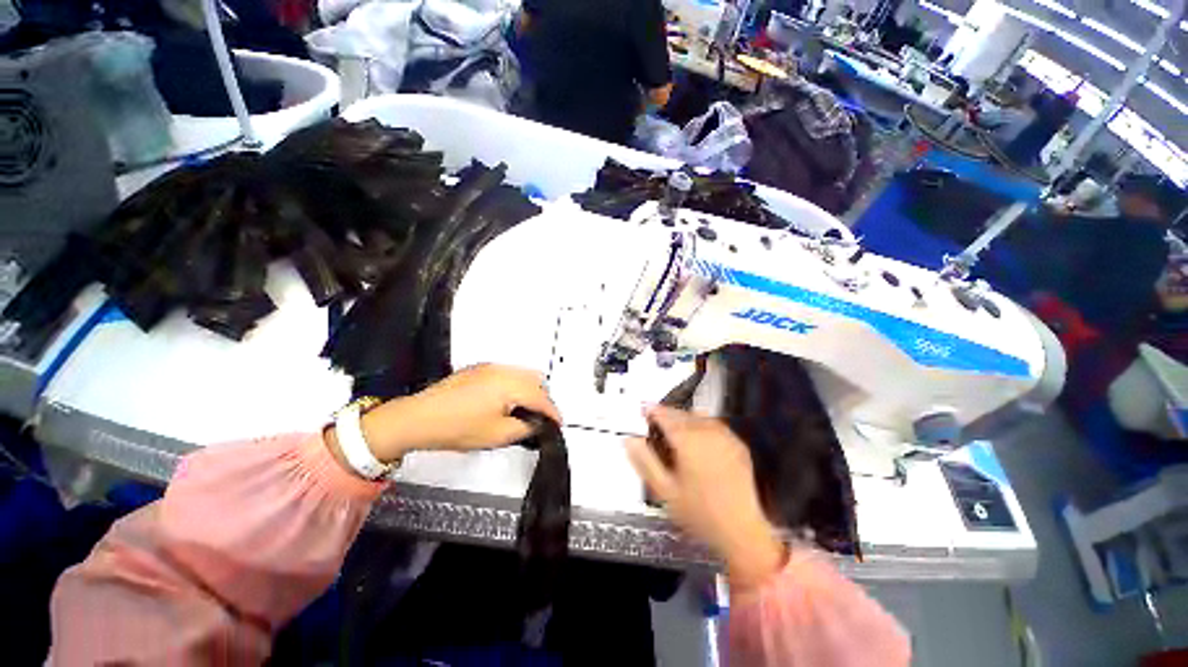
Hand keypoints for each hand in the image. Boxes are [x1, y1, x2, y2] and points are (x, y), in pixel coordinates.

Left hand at [343, 365, 560, 463]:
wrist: (418, 418)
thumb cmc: (456, 427)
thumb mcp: (497, 435)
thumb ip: (525, 429)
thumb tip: (537, 425)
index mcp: (510, 384)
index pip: (541, 397)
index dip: (553, 412)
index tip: (557, 424)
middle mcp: (503, 370)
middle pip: (536, 379)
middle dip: (543, 398)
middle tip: (540, 418)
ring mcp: (490, 367)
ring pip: (523, 373)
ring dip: (530, 390)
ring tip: (524, 410)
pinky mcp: (479, 369)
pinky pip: (508, 373)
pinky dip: (515, 384)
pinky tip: (506, 401)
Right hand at [626, 406, 786, 590]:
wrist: (741, 530)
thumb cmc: (699, 513)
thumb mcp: (664, 490)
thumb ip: (644, 461)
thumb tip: (630, 440)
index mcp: (687, 440)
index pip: (665, 415)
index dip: (651, 410)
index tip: (643, 410)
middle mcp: (707, 432)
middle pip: (681, 413)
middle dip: (667, 414)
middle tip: (656, 421)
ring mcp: (725, 437)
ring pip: (699, 416)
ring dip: (684, 417)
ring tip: (675, 429)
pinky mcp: (738, 445)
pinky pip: (715, 425)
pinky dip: (702, 425)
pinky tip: (699, 439)